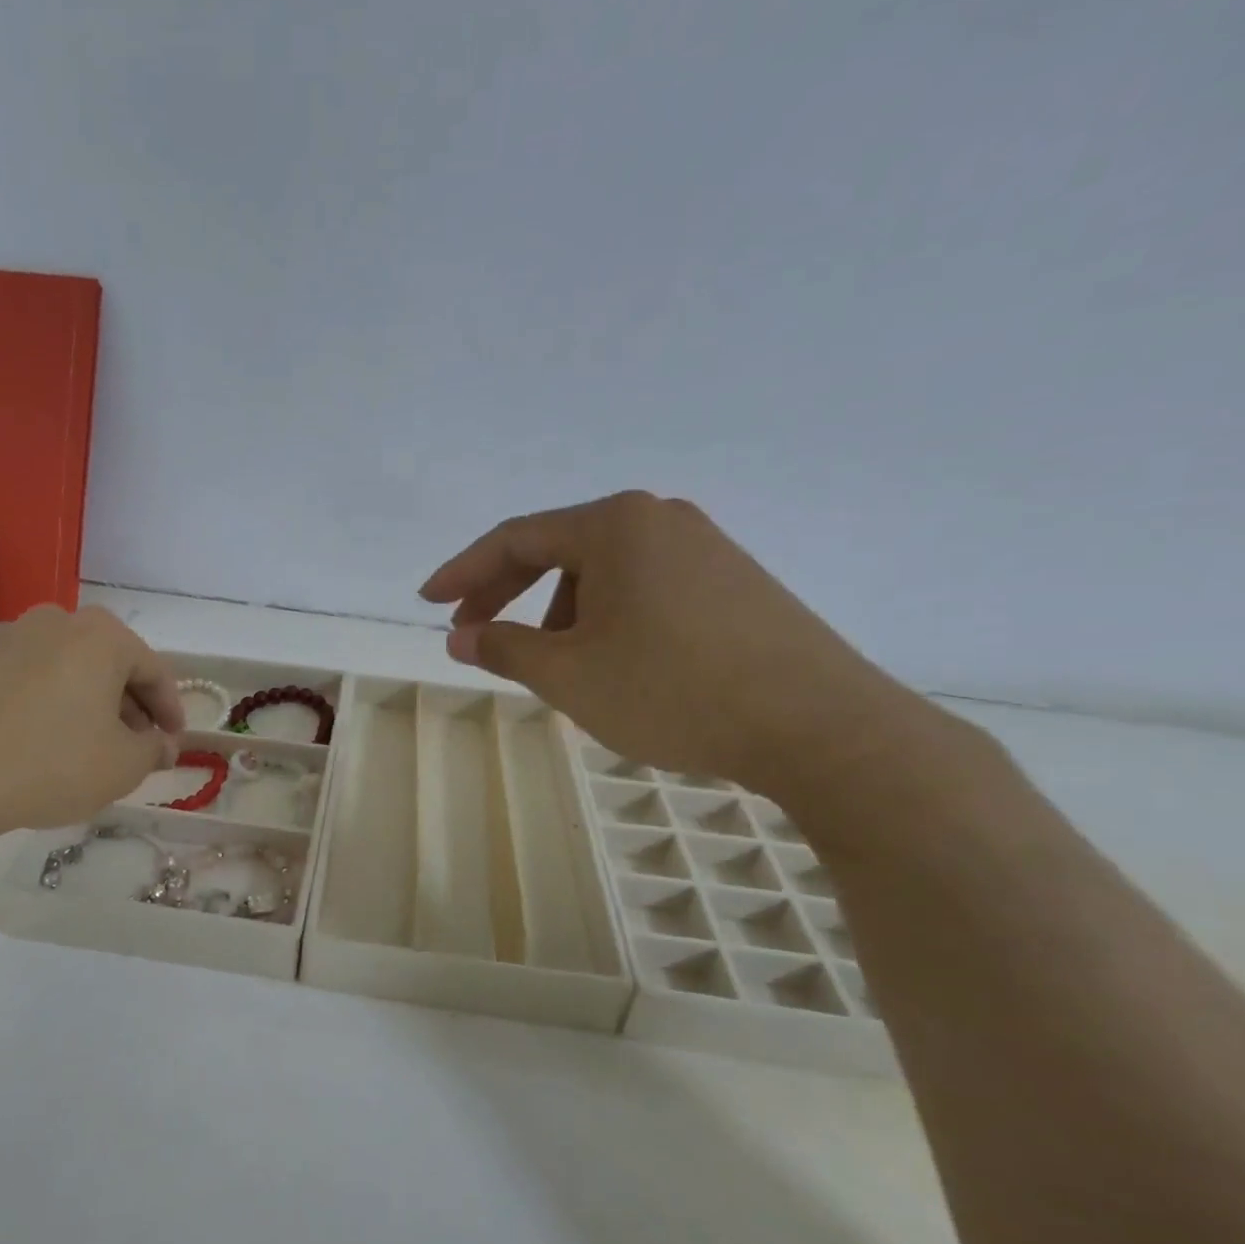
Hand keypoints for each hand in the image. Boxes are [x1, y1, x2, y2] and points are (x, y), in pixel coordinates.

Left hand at [0, 605, 183, 859]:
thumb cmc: (48, 766)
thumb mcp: (121, 768)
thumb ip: (154, 750)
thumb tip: (162, 744)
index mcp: (102, 636)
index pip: (154, 671)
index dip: (170, 709)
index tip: (172, 740)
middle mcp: (52, 619)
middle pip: (104, 662)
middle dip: (124, 703)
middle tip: (129, 743)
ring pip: (57, 665)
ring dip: (76, 698)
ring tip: (74, 741)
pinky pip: (11, 675)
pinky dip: (28, 698)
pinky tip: (21, 736)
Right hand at [420, 492, 926, 796]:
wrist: (817, 724)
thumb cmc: (672, 690)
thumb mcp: (568, 674)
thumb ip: (503, 647)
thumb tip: (460, 636)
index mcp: (614, 526)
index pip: (515, 538)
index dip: (463, 572)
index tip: (427, 602)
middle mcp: (659, 519)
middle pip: (558, 548)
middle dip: (505, 590)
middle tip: (471, 631)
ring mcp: (703, 547)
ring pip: (601, 572)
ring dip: (556, 609)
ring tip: (548, 662)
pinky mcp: (732, 582)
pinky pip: (642, 587)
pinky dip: (602, 616)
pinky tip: (606, 658)